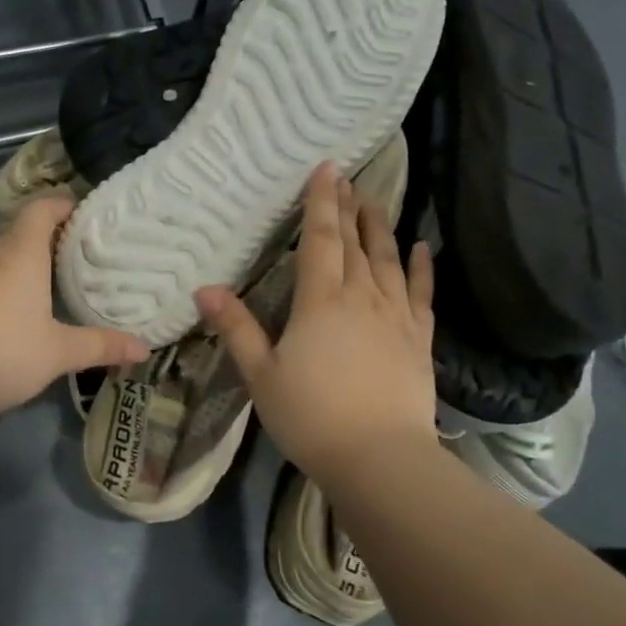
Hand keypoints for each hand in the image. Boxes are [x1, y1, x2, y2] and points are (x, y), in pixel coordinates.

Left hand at [0, 192, 149, 423]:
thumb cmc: (3, 353)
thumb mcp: (58, 353)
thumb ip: (100, 347)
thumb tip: (144, 349)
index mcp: (19, 254)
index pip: (40, 210)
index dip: (60, 205)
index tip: (79, 212)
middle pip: (16, 236)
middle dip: (41, 245)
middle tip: (66, 264)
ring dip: (11, 270)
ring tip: (35, 294)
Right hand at [195, 164, 437, 482]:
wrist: (379, 457)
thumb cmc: (311, 417)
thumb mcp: (261, 375)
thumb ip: (236, 328)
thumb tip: (205, 288)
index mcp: (320, 301)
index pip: (321, 239)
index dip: (322, 202)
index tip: (327, 168)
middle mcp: (362, 297)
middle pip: (356, 243)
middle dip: (349, 208)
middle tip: (348, 179)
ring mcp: (396, 316)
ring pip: (388, 260)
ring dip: (381, 229)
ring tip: (377, 203)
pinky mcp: (419, 339)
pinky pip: (421, 293)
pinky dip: (421, 268)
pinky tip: (421, 248)